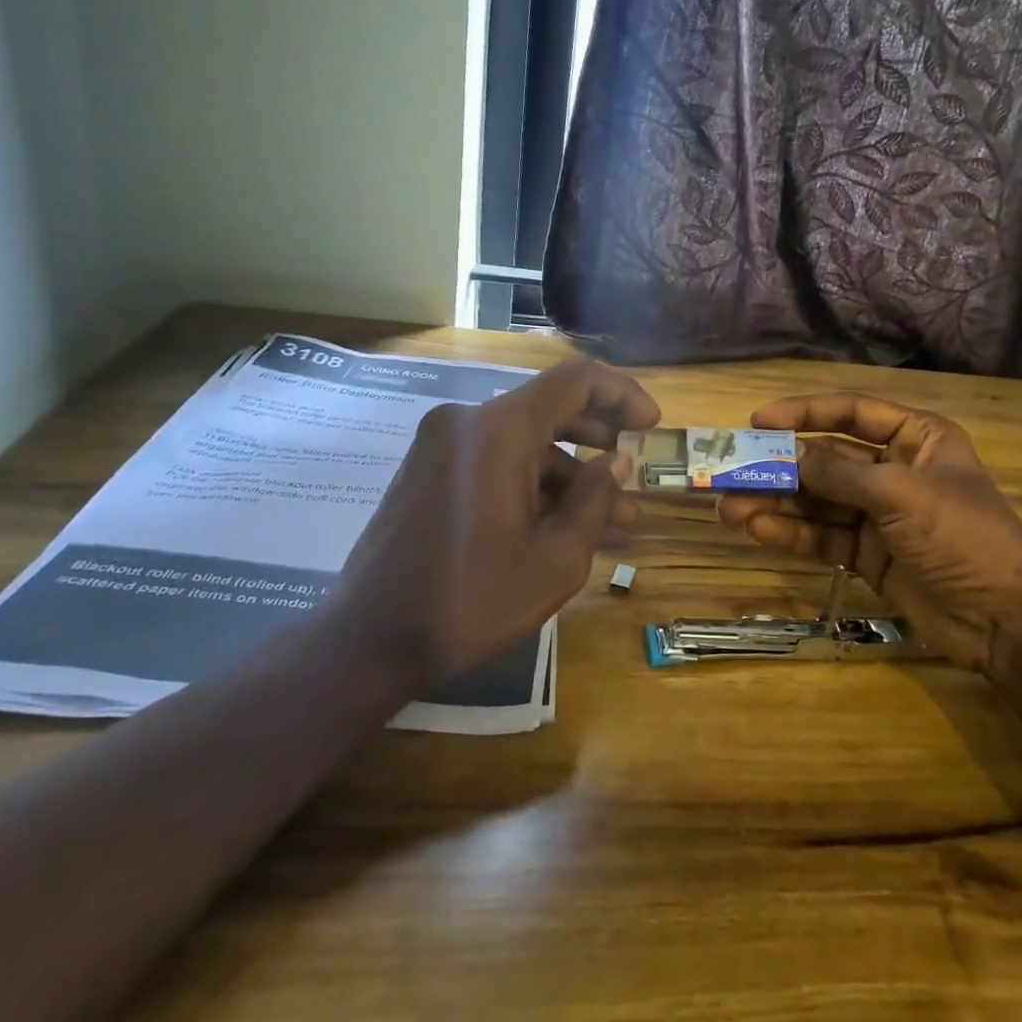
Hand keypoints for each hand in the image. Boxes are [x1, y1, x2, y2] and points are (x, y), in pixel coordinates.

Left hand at [345, 357, 658, 689]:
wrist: (368, 640)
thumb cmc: (470, 601)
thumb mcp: (555, 559)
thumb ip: (596, 500)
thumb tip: (618, 461)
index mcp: (498, 430)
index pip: (575, 380)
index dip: (622, 393)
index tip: (652, 425)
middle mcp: (466, 422)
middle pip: (549, 407)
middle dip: (600, 436)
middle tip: (635, 469)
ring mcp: (441, 445)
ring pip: (524, 441)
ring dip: (569, 471)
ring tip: (613, 517)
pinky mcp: (429, 470)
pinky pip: (495, 459)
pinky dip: (532, 482)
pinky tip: (561, 523)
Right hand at [716, 393, 1021, 676]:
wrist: (1006, 619)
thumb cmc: (964, 536)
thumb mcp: (902, 494)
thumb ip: (841, 473)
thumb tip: (789, 457)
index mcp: (916, 439)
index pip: (851, 413)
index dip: (804, 413)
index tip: (758, 421)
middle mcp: (894, 470)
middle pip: (826, 460)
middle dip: (780, 468)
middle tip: (730, 472)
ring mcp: (879, 515)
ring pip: (817, 501)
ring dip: (776, 504)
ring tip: (729, 508)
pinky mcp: (868, 555)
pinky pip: (823, 537)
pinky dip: (792, 534)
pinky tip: (758, 530)